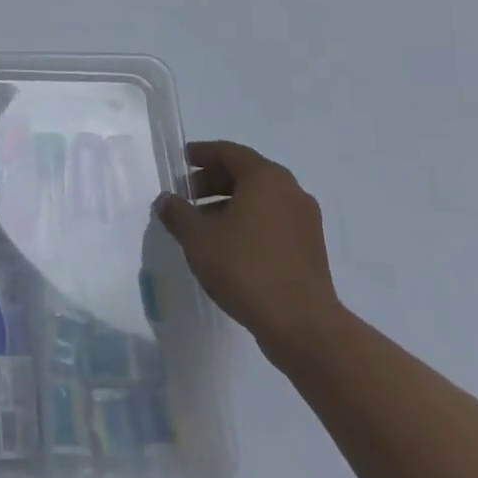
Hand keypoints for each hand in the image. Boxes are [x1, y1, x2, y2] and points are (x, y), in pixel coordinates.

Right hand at [156, 141, 345, 365]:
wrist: (303, 325)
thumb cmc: (246, 268)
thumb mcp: (198, 238)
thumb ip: (177, 213)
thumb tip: (166, 200)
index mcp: (265, 178)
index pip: (229, 152)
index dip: (202, 154)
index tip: (181, 161)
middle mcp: (290, 191)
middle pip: (246, 173)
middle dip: (213, 181)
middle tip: (187, 196)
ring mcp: (305, 220)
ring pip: (260, 199)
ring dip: (229, 204)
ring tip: (203, 225)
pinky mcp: (311, 248)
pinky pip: (273, 221)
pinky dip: (249, 223)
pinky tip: (229, 247)